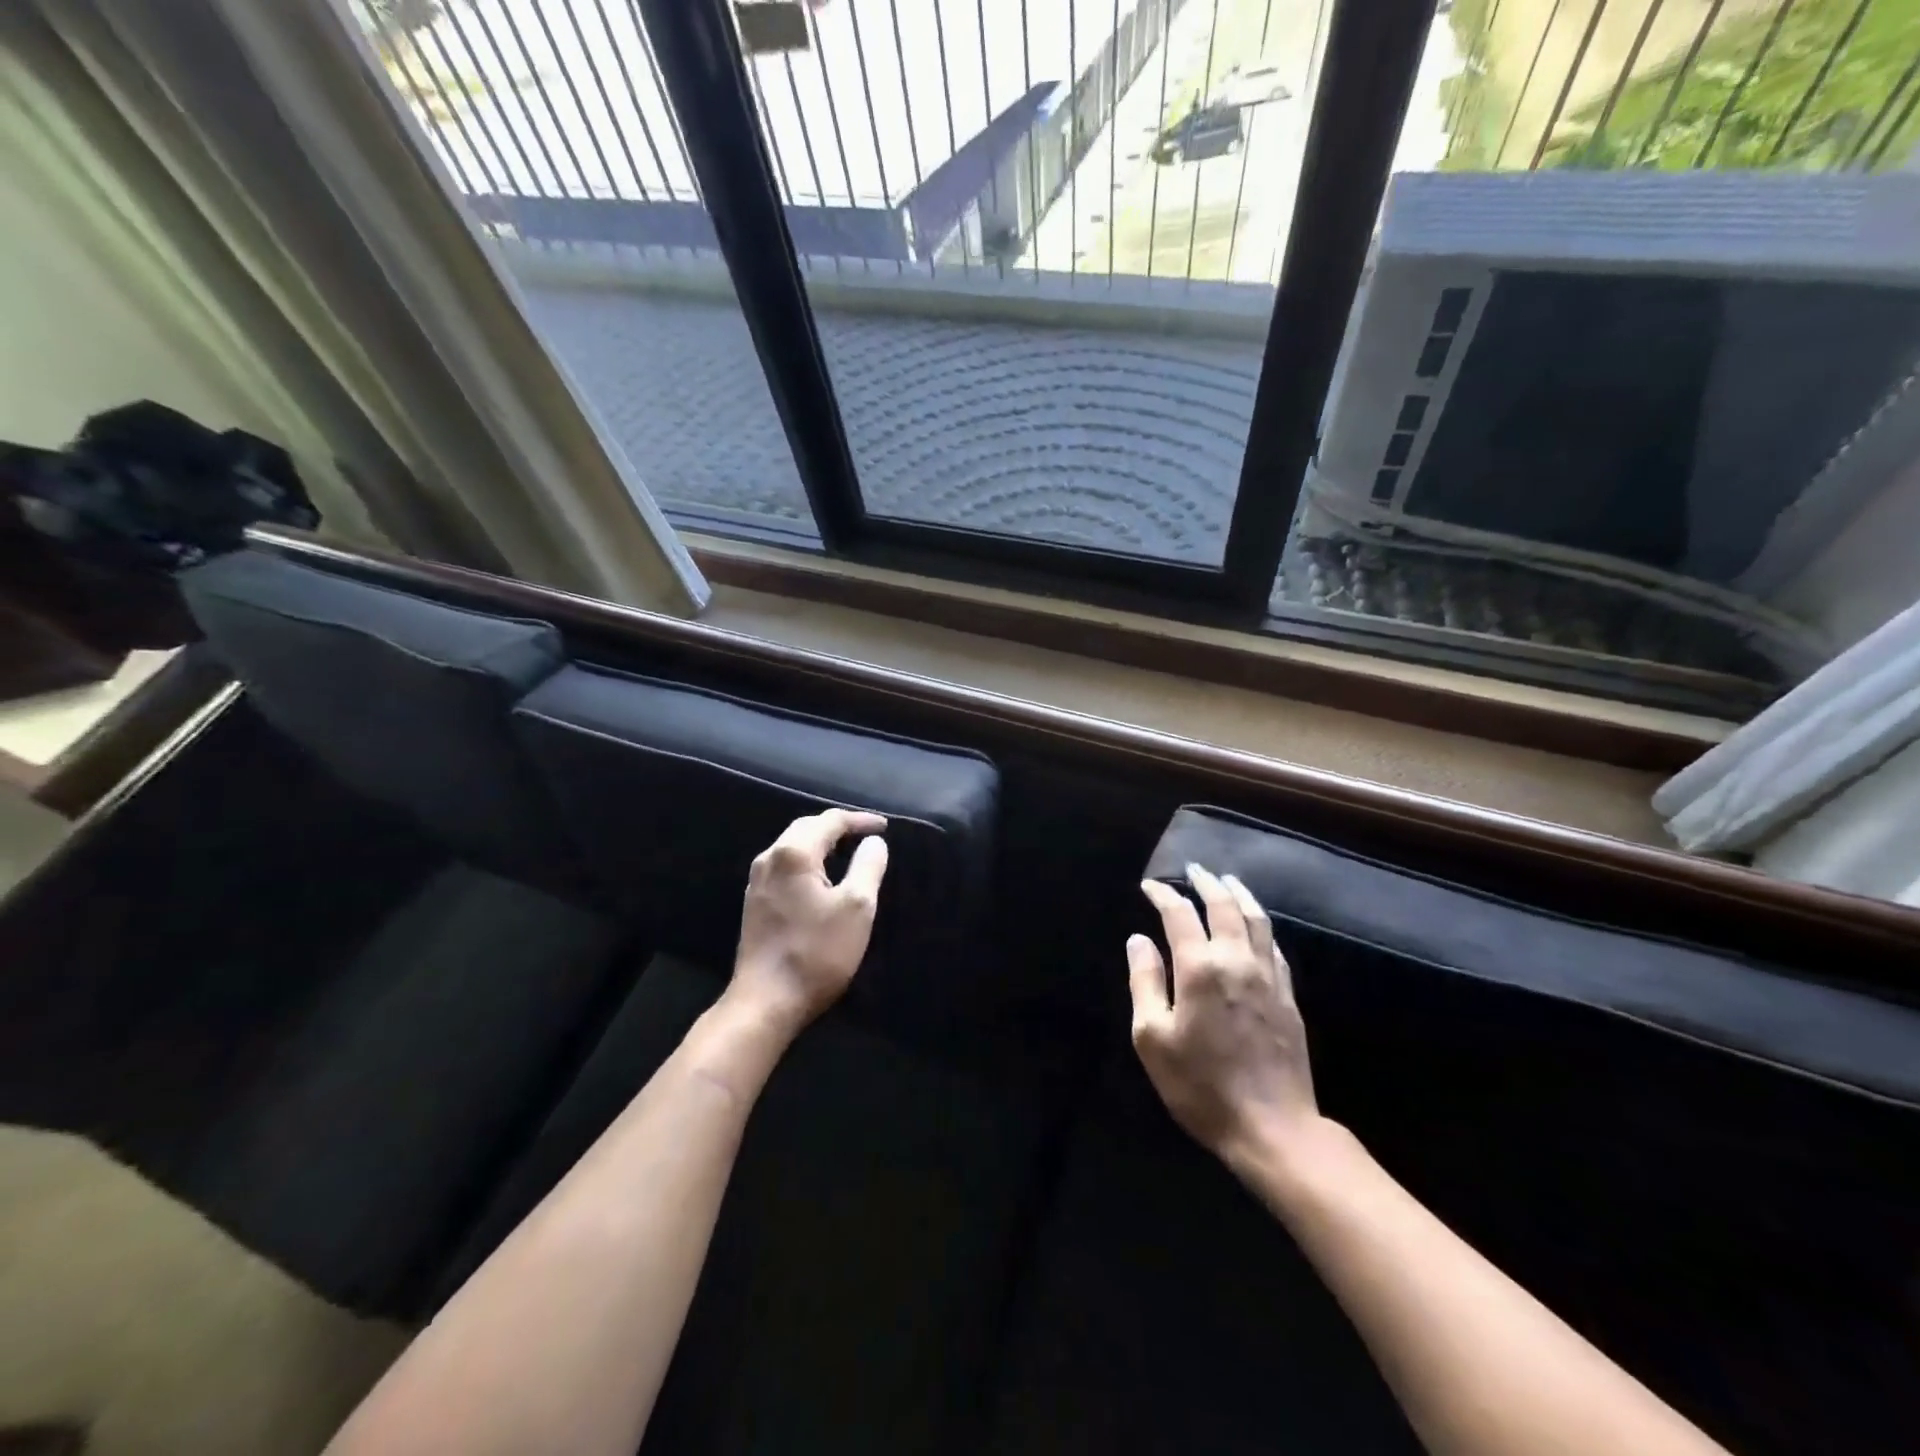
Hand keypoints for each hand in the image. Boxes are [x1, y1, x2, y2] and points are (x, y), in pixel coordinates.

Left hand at [729, 808, 888, 1036]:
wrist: (766, 1002)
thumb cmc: (816, 952)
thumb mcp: (857, 907)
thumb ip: (868, 866)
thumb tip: (873, 842)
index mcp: (793, 853)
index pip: (830, 820)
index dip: (860, 820)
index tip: (885, 827)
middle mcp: (769, 859)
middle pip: (806, 828)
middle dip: (837, 827)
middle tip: (866, 835)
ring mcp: (757, 882)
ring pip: (792, 847)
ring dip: (821, 844)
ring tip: (847, 851)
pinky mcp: (755, 903)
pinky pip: (785, 867)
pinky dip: (808, 862)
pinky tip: (821, 877)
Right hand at [1128, 866, 1319, 1166]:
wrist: (1273, 1128)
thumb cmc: (1201, 1085)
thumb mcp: (1153, 1038)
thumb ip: (1145, 982)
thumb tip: (1138, 940)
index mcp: (1200, 968)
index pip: (1179, 915)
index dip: (1163, 894)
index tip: (1150, 885)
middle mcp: (1237, 961)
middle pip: (1224, 906)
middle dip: (1206, 883)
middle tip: (1193, 869)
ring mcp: (1269, 977)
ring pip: (1257, 920)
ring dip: (1240, 895)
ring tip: (1228, 881)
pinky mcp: (1288, 996)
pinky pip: (1274, 946)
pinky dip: (1261, 925)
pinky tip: (1256, 925)